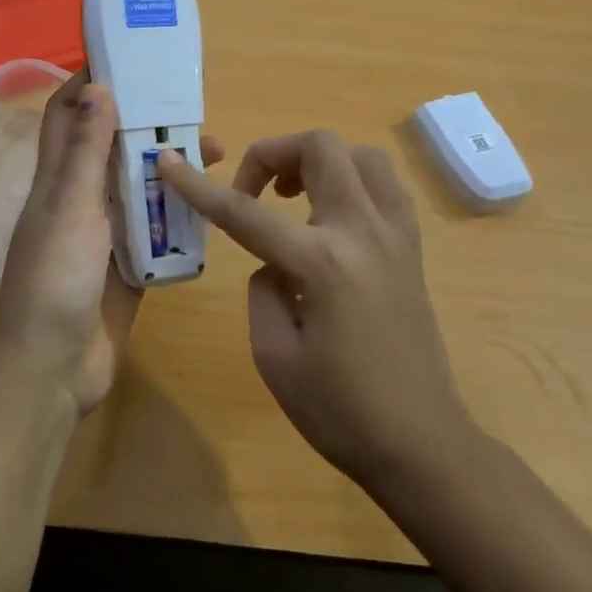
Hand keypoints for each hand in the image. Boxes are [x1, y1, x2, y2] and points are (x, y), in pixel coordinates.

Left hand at [0, 73, 221, 416]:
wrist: (52, 368)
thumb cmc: (55, 279)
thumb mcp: (71, 207)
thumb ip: (85, 151)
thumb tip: (98, 85)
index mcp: (58, 179)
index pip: (68, 114)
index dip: (91, 83)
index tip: (131, 60)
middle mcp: (80, 199)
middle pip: (113, 147)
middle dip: (148, 123)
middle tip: (193, 109)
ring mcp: (105, 234)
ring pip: (139, 186)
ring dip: (170, 167)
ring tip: (217, 152)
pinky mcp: (128, 265)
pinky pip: (157, 229)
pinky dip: (180, 213)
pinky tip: (214, 203)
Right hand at [159, 132, 469, 489]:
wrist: (422, 444)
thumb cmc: (341, 411)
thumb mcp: (274, 356)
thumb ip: (262, 289)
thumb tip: (275, 261)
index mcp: (322, 264)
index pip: (246, 213)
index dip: (199, 187)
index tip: (169, 162)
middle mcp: (363, 232)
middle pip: (320, 148)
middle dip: (273, 153)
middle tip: (254, 192)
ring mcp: (396, 235)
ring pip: (360, 154)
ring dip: (319, 161)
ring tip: (294, 197)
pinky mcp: (413, 247)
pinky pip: (384, 185)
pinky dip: (352, 180)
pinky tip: (331, 216)